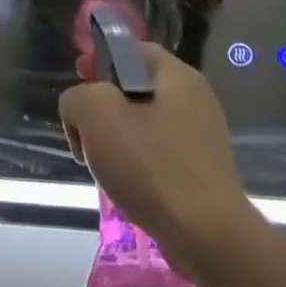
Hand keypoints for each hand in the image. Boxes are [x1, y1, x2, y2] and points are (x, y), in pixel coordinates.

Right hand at [60, 44, 259, 278]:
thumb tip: (80, 107)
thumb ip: (77, 97)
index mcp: (177, 76)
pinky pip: (158, 153)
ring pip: (144, 123)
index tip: (79, 84)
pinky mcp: (202, 172)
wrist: (208, 237)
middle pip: (135, 88)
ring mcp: (202, 138)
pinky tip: (125, 185)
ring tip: (101, 164)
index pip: (132, 49)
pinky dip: (136, 163)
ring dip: (116, 138)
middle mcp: (195, 100)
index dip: (100, 60)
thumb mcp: (96, 115)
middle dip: (101, 106)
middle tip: (83, 131)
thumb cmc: (152, 165)